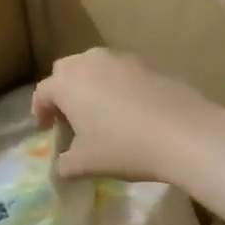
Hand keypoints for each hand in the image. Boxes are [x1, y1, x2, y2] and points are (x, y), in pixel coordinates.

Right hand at [33, 49, 222, 182]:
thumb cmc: (124, 147)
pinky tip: (128, 109)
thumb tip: (62, 166)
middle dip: (62, 91)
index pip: (42, 92)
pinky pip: (121, 72)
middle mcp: (90, 62)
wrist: (184, 133)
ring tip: (98, 112)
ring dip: (89, 85)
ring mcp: (121, 59)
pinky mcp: (148, 64)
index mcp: (67, 83)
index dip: (39, 111)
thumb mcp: (87, 163)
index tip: (44, 129)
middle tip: (68, 117)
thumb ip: (66, 163)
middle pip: (66, 71)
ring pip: (94, 66)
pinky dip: (116, 85)